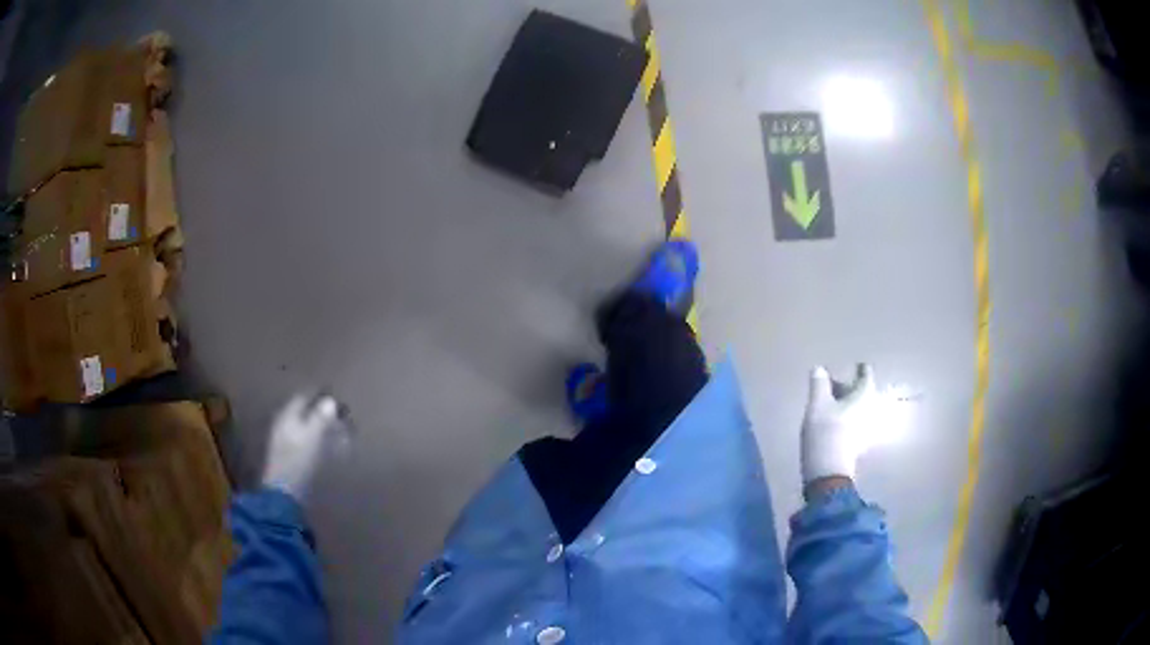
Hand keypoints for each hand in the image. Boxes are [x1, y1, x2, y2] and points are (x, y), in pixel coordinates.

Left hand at [261, 393, 350, 501]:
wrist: (284, 491)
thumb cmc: (298, 460)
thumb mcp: (312, 437)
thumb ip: (321, 418)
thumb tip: (330, 401)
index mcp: (287, 416)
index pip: (303, 397)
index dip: (319, 397)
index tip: (336, 399)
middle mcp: (284, 424)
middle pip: (305, 413)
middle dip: (323, 414)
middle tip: (341, 419)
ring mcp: (285, 441)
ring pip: (306, 428)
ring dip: (322, 429)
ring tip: (339, 435)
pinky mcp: (290, 457)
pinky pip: (306, 442)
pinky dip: (318, 442)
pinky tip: (328, 450)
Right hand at [801, 364, 880, 485]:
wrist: (829, 471)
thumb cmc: (825, 431)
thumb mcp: (817, 404)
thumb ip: (819, 383)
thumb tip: (819, 368)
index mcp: (865, 393)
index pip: (866, 373)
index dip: (858, 369)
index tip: (851, 366)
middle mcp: (872, 407)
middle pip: (863, 391)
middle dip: (849, 387)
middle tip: (833, 386)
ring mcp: (869, 427)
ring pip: (860, 407)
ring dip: (848, 403)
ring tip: (832, 404)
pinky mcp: (862, 442)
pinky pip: (857, 422)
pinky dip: (848, 417)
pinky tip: (836, 421)